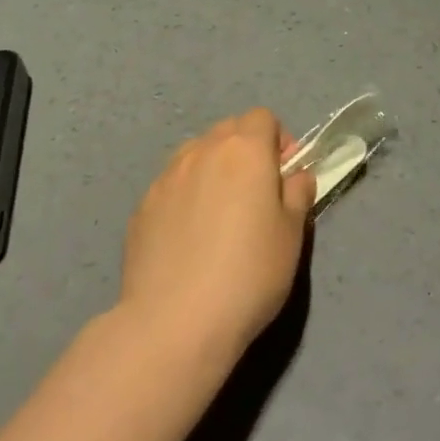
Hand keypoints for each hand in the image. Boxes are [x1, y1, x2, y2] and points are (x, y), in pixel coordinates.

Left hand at [120, 109, 317, 362]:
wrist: (175, 322)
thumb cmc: (249, 272)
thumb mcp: (293, 233)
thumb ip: (298, 192)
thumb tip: (294, 175)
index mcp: (244, 150)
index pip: (263, 118)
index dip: (278, 142)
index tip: (284, 177)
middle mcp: (201, 151)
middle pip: (228, 131)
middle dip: (246, 151)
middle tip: (255, 196)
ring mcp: (166, 177)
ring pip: (196, 155)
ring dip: (213, 170)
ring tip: (219, 216)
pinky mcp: (141, 207)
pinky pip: (172, 186)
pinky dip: (186, 197)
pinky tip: (189, 239)